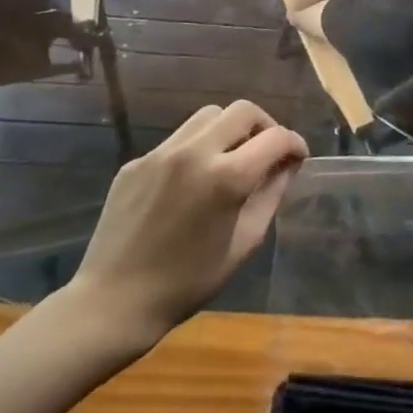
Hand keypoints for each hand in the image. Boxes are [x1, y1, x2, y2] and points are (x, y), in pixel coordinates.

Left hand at [63, 102, 307, 357]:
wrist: (114, 301)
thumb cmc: (190, 281)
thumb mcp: (246, 241)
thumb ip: (271, 194)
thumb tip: (287, 165)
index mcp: (227, 177)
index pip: (276, 138)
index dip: (295, 144)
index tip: (297, 158)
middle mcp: (194, 153)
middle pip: (243, 110)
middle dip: (265, 126)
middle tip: (267, 152)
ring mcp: (161, 153)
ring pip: (209, 115)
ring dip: (230, 129)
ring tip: (232, 158)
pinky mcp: (136, 162)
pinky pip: (178, 139)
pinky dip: (198, 148)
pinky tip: (194, 180)